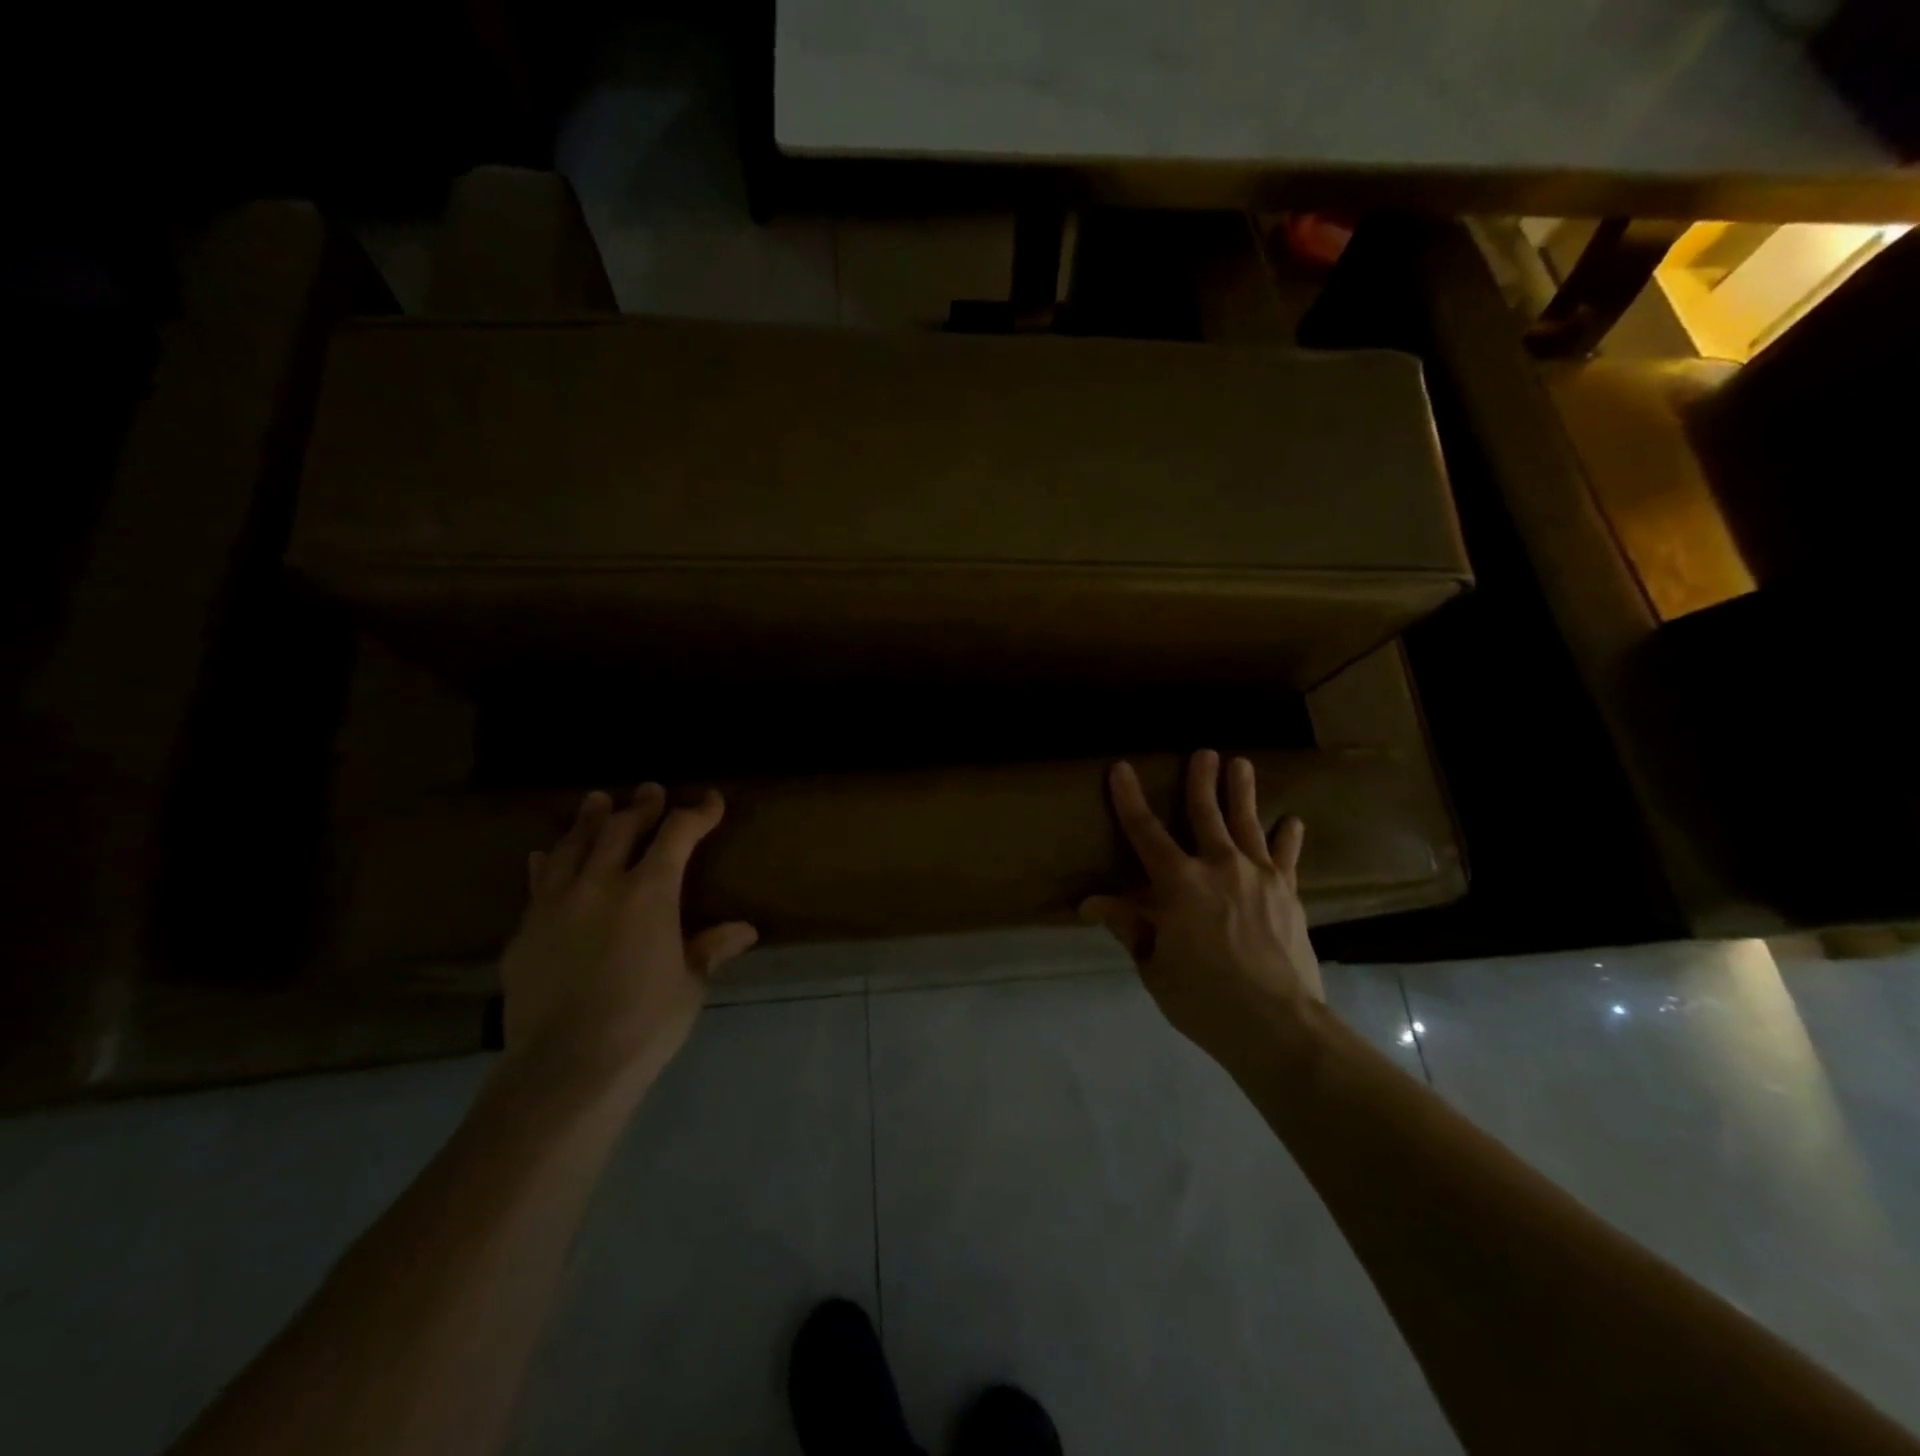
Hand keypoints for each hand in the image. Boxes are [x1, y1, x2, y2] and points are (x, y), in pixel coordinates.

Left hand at [498, 785, 757, 1091]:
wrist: (564, 1068)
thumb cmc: (644, 1024)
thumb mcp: (689, 984)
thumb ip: (710, 948)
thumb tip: (744, 930)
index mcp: (649, 893)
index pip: (677, 836)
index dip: (697, 814)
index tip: (711, 802)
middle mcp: (600, 885)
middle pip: (621, 829)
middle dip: (641, 807)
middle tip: (650, 791)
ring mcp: (555, 904)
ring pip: (572, 845)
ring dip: (589, 820)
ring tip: (597, 800)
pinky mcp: (524, 931)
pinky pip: (537, 882)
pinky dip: (548, 862)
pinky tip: (545, 855)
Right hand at [1081, 751, 1323, 1055]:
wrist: (1278, 1025)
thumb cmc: (1204, 999)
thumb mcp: (1155, 967)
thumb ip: (1130, 927)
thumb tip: (1092, 902)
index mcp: (1178, 884)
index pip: (1145, 832)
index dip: (1129, 799)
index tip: (1121, 768)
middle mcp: (1219, 867)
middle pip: (1206, 814)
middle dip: (1201, 781)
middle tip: (1204, 752)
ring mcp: (1258, 877)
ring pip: (1248, 823)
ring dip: (1242, 792)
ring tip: (1241, 763)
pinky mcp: (1288, 894)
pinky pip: (1286, 857)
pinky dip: (1288, 838)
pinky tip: (1292, 821)